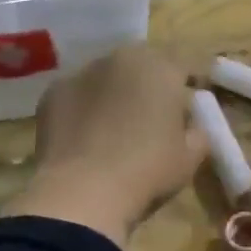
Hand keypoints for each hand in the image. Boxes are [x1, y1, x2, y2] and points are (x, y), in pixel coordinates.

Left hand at [6, 45, 207, 247]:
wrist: (82, 192)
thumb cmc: (148, 170)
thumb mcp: (190, 157)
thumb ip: (197, 131)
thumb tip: (191, 124)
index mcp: (162, 68)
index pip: (187, 63)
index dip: (193, 79)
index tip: (195, 97)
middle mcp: (122, 58)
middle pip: (144, 63)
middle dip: (152, 81)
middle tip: (155, 111)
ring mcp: (83, 72)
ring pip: (108, 75)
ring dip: (116, 91)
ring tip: (116, 125)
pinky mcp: (53, 92)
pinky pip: (78, 94)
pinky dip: (85, 107)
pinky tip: (85, 136)